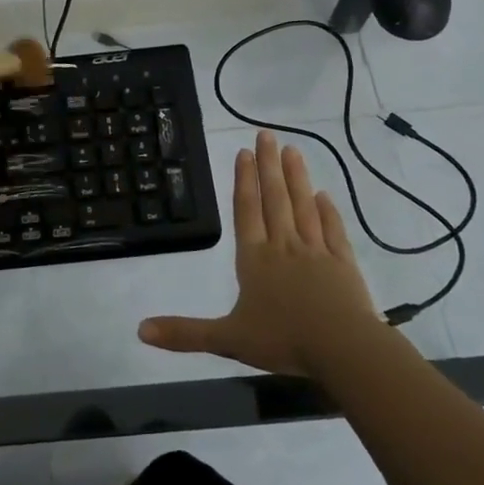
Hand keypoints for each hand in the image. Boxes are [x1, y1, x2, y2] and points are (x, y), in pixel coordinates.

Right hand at [139, 130, 382, 377]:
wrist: (344, 349)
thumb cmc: (283, 340)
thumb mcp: (227, 339)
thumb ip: (185, 333)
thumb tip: (140, 330)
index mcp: (255, 260)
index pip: (246, 211)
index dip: (243, 181)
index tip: (244, 152)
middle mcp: (284, 247)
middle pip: (275, 199)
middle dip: (269, 166)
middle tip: (267, 135)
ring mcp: (317, 253)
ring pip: (304, 207)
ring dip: (297, 178)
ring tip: (293, 151)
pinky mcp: (343, 264)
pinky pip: (334, 230)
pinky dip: (328, 211)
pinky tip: (324, 195)